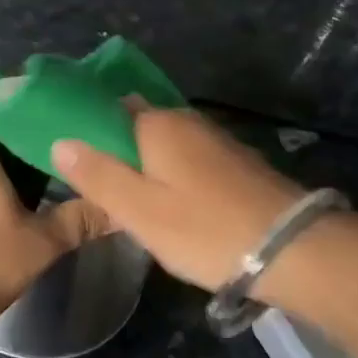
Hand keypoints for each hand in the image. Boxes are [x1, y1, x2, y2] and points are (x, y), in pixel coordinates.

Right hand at [50, 107, 305, 290]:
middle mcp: (187, 120)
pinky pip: (189, 160)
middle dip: (115, 148)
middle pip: (137, 124)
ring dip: (144, 164)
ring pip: (164, 144)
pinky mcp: (237, 164)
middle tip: (97, 186)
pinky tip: (170, 204)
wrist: (297, 251)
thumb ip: (96, 175)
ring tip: (129, 200)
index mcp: (157, 124)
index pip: (108, 107)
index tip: (70, 155)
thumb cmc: (206, 229)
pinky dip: (172, 175)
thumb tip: (60, 141)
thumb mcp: (139, 210)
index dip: (86, 128)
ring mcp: (216, 141)